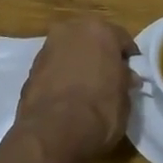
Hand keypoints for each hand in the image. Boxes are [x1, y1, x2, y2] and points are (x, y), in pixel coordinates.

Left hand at [15, 18, 138, 161]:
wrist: (53, 132)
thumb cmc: (99, 110)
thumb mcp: (125, 98)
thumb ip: (124, 80)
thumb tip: (126, 77)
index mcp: (100, 30)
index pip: (121, 39)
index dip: (128, 57)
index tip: (131, 74)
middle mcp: (71, 30)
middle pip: (91, 39)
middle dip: (100, 55)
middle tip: (108, 77)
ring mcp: (48, 47)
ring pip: (70, 51)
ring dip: (78, 63)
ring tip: (86, 88)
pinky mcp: (31, 68)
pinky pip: (54, 67)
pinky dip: (61, 75)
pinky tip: (67, 95)